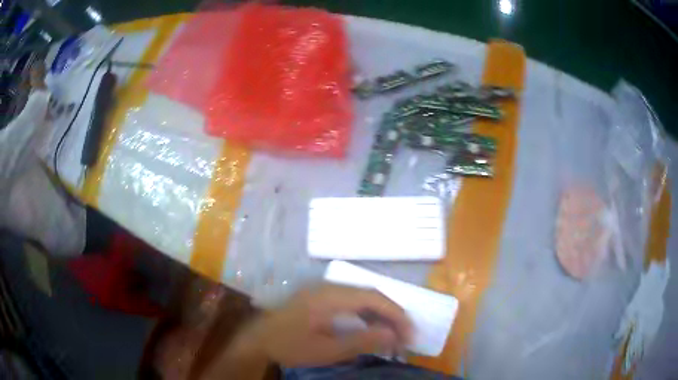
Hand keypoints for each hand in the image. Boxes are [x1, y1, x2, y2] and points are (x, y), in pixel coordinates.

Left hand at [240, 284, 411, 367]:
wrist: (258, 339)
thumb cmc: (291, 346)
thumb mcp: (328, 350)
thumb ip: (362, 340)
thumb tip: (393, 334)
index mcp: (331, 297)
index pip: (374, 298)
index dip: (396, 315)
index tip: (410, 333)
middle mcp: (330, 287)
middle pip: (370, 295)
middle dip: (391, 315)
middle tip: (404, 335)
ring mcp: (323, 290)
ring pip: (362, 297)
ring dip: (379, 314)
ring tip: (392, 333)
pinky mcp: (319, 297)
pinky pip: (350, 301)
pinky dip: (365, 314)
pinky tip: (370, 327)